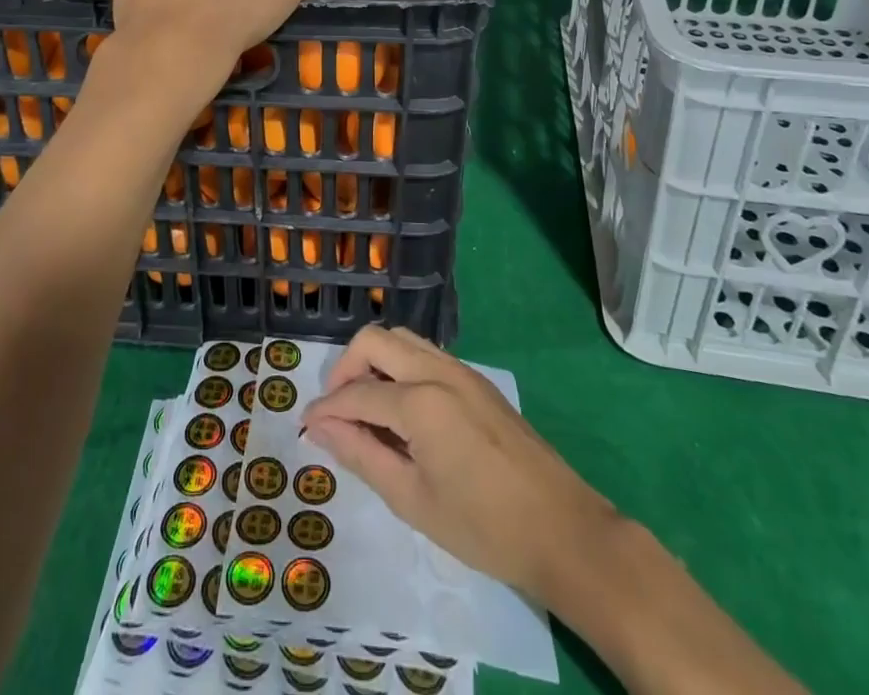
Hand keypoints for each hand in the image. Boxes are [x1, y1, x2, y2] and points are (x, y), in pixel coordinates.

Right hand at [301, 326, 616, 602]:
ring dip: (375, 361)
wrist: (562, 529)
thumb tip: (321, 429)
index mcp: (419, 402)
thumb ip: (362, 456)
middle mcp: (437, 370)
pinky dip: (401, 367)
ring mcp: (461, 370)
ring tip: (367, 407)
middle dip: (346, 368)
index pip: (356, 394)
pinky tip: (402, 410)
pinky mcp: (477, 380)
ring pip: (402, 339)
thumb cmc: (483, 526)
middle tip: (337, 409)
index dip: (326, 409)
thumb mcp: (413, 500)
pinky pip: (426, 354)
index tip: (305, 425)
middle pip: (375, 341)